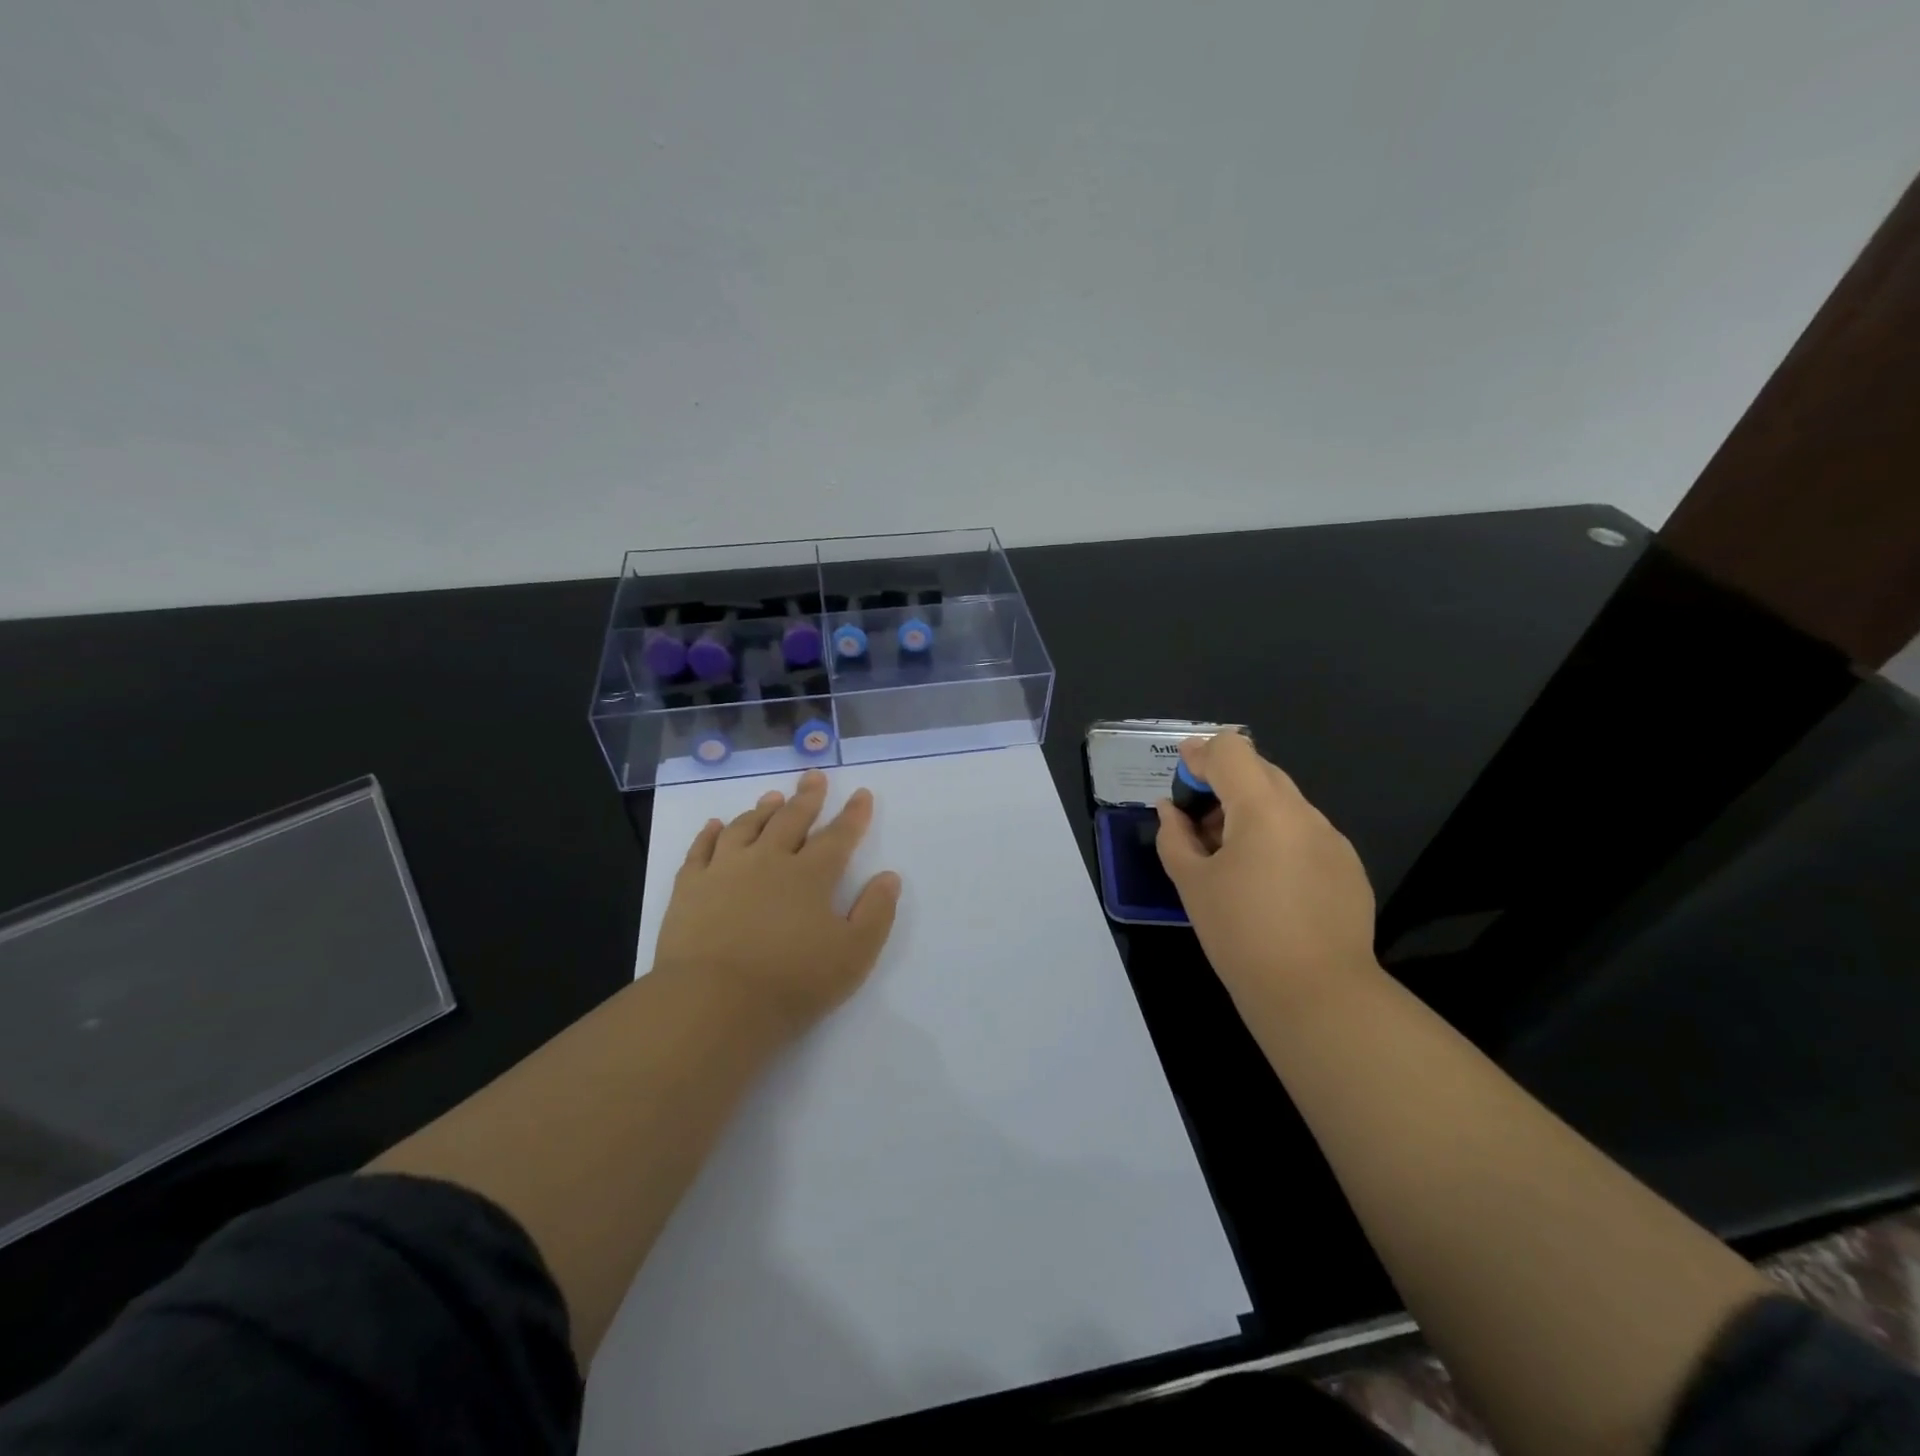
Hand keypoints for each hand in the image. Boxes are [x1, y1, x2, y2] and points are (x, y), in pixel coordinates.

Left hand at [652, 769, 901, 1038]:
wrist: (712, 1003)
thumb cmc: (791, 983)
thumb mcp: (853, 955)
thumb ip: (876, 913)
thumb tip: (889, 877)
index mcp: (811, 876)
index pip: (838, 836)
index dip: (853, 815)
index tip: (861, 793)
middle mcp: (768, 860)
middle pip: (791, 819)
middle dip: (807, 797)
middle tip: (814, 777)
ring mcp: (725, 870)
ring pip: (746, 827)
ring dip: (762, 809)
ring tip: (772, 796)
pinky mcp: (690, 887)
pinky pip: (701, 849)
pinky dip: (710, 833)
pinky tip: (715, 825)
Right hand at [1154, 733, 1377, 1012]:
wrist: (1316, 995)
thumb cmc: (1241, 935)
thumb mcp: (1192, 883)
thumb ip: (1175, 837)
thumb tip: (1169, 810)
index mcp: (1264, 809)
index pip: (1231, 750)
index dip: (1200, 755)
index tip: (1180, 778)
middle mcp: (1304, 813)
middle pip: (1260, 771)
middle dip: (1224, 783)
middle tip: (1199, 822)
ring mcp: (1332, 840)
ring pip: (1284, 803)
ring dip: (1251, 812)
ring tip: (1229, 857)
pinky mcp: (1349, 867)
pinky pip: (1305, 834)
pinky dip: (1278, 838)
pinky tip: (1267, 884)